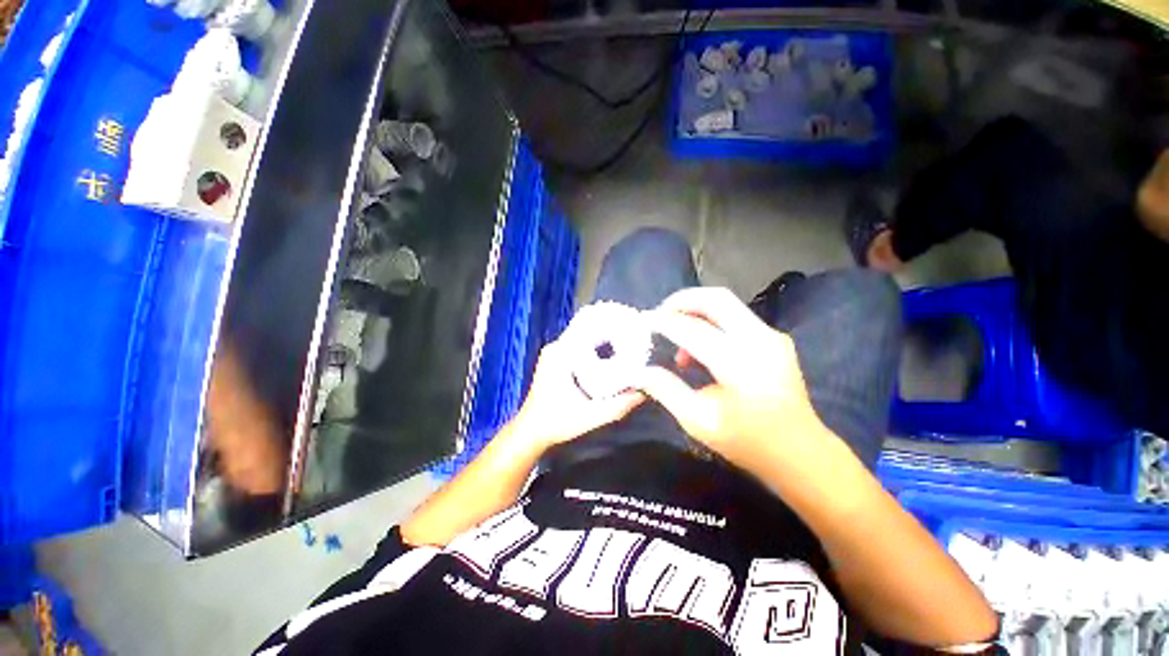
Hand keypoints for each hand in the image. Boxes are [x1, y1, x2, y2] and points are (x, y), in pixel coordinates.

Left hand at [513, 337, 645, 447]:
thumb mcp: (590, 417)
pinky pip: (577, 345)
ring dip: (601, 338)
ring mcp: (554, 352)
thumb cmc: (557, 422)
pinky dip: (592, 346)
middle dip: (608, 331)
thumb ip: (617, 406)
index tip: (628, 325)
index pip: (587, 326)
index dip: (608, 323)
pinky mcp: (555, 359)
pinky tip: (608, 353)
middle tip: (631, 336)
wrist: (532, 430)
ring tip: (624, 341)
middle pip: (586, 329)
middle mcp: (556, 347)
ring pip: (582, 337)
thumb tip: (642, 393)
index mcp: (561, 354)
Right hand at [638, 287, 828, 472]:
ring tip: (676, 337)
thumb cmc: (746, 442)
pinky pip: (736, 317)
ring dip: (696, 311)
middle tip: (660, 314)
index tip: (643, 322)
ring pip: (726, 304)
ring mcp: (771, 336)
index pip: (691, 329)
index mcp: (739, 364)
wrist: (801, 452)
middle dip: (681, 301)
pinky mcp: (775, 338)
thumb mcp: (697, 421)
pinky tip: (700, 349)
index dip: (663, 322)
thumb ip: (665, 389)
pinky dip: (711, 322)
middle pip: (715, 298)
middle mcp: (759, 340)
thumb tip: (639, 370)